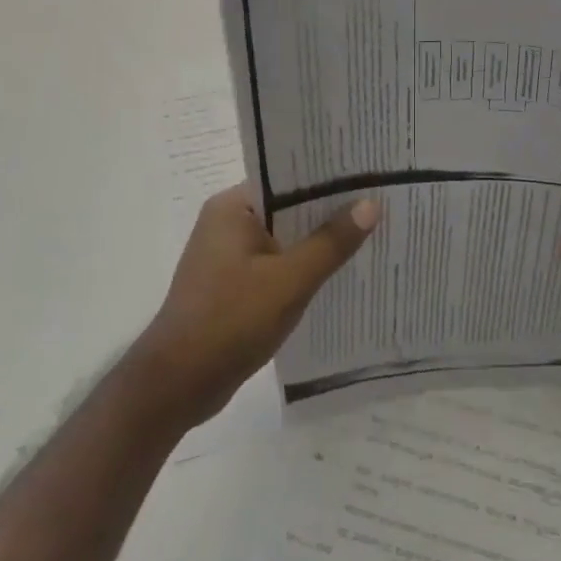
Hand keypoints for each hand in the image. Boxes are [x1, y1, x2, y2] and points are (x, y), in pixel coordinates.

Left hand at [123, 184, 377, 429]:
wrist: (178, 384)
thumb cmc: (231, 321)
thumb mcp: (290, 280)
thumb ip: (331, 242)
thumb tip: (371, 204)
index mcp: (232, 208)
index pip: (287, 178)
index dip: (328, 177)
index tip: (369, 176)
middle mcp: (227, 224)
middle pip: (289, 209)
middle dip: (330, 211)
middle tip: (382, 203)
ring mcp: (229, 257)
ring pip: (285, 240)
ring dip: (319, 243)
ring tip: (371, 235)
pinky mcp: (233, 286)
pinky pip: (277, 266)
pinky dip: (304, 269)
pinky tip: (340, 275)